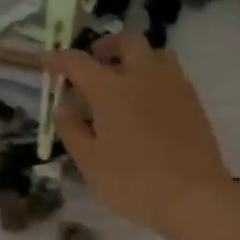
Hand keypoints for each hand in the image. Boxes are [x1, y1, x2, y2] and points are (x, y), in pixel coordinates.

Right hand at [45, 33, 233, 235]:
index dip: (58, 59)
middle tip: (94, 62)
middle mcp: (144, 76)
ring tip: (124, 79)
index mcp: (112, 90)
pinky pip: (171, 74)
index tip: (44, 59)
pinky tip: (148, 103)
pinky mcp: (193, 102)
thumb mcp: (90, 163)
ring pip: (155, 54)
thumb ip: (72, 131)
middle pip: (127, 42)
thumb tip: (63, 108)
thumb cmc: (133, 182)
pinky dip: (154, 76)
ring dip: (135, 58)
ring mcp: (174, 86)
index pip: (78, 63)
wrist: (194, 197)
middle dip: (106, 47)